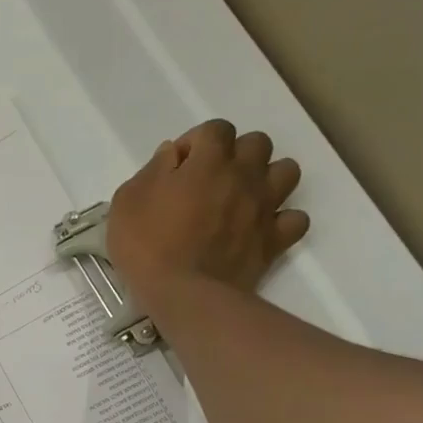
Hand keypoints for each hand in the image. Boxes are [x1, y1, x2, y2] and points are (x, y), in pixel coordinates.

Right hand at [107, 120, 308, 300]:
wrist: (182, 294)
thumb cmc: (146, 246)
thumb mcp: (127, 201)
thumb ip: (152, 170)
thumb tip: (171, 155)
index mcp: (209, 160)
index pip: (215, 129)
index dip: (196, 143)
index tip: (178, 168)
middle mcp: (244, 175)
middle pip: (257, 143)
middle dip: (236, 155)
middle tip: (212, 181)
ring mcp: (264, 207)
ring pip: (286, 171)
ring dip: (266, 179)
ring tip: (242, 199)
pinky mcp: (273, 240)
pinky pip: (295, 219)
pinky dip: (281, 220)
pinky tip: (261, 229)